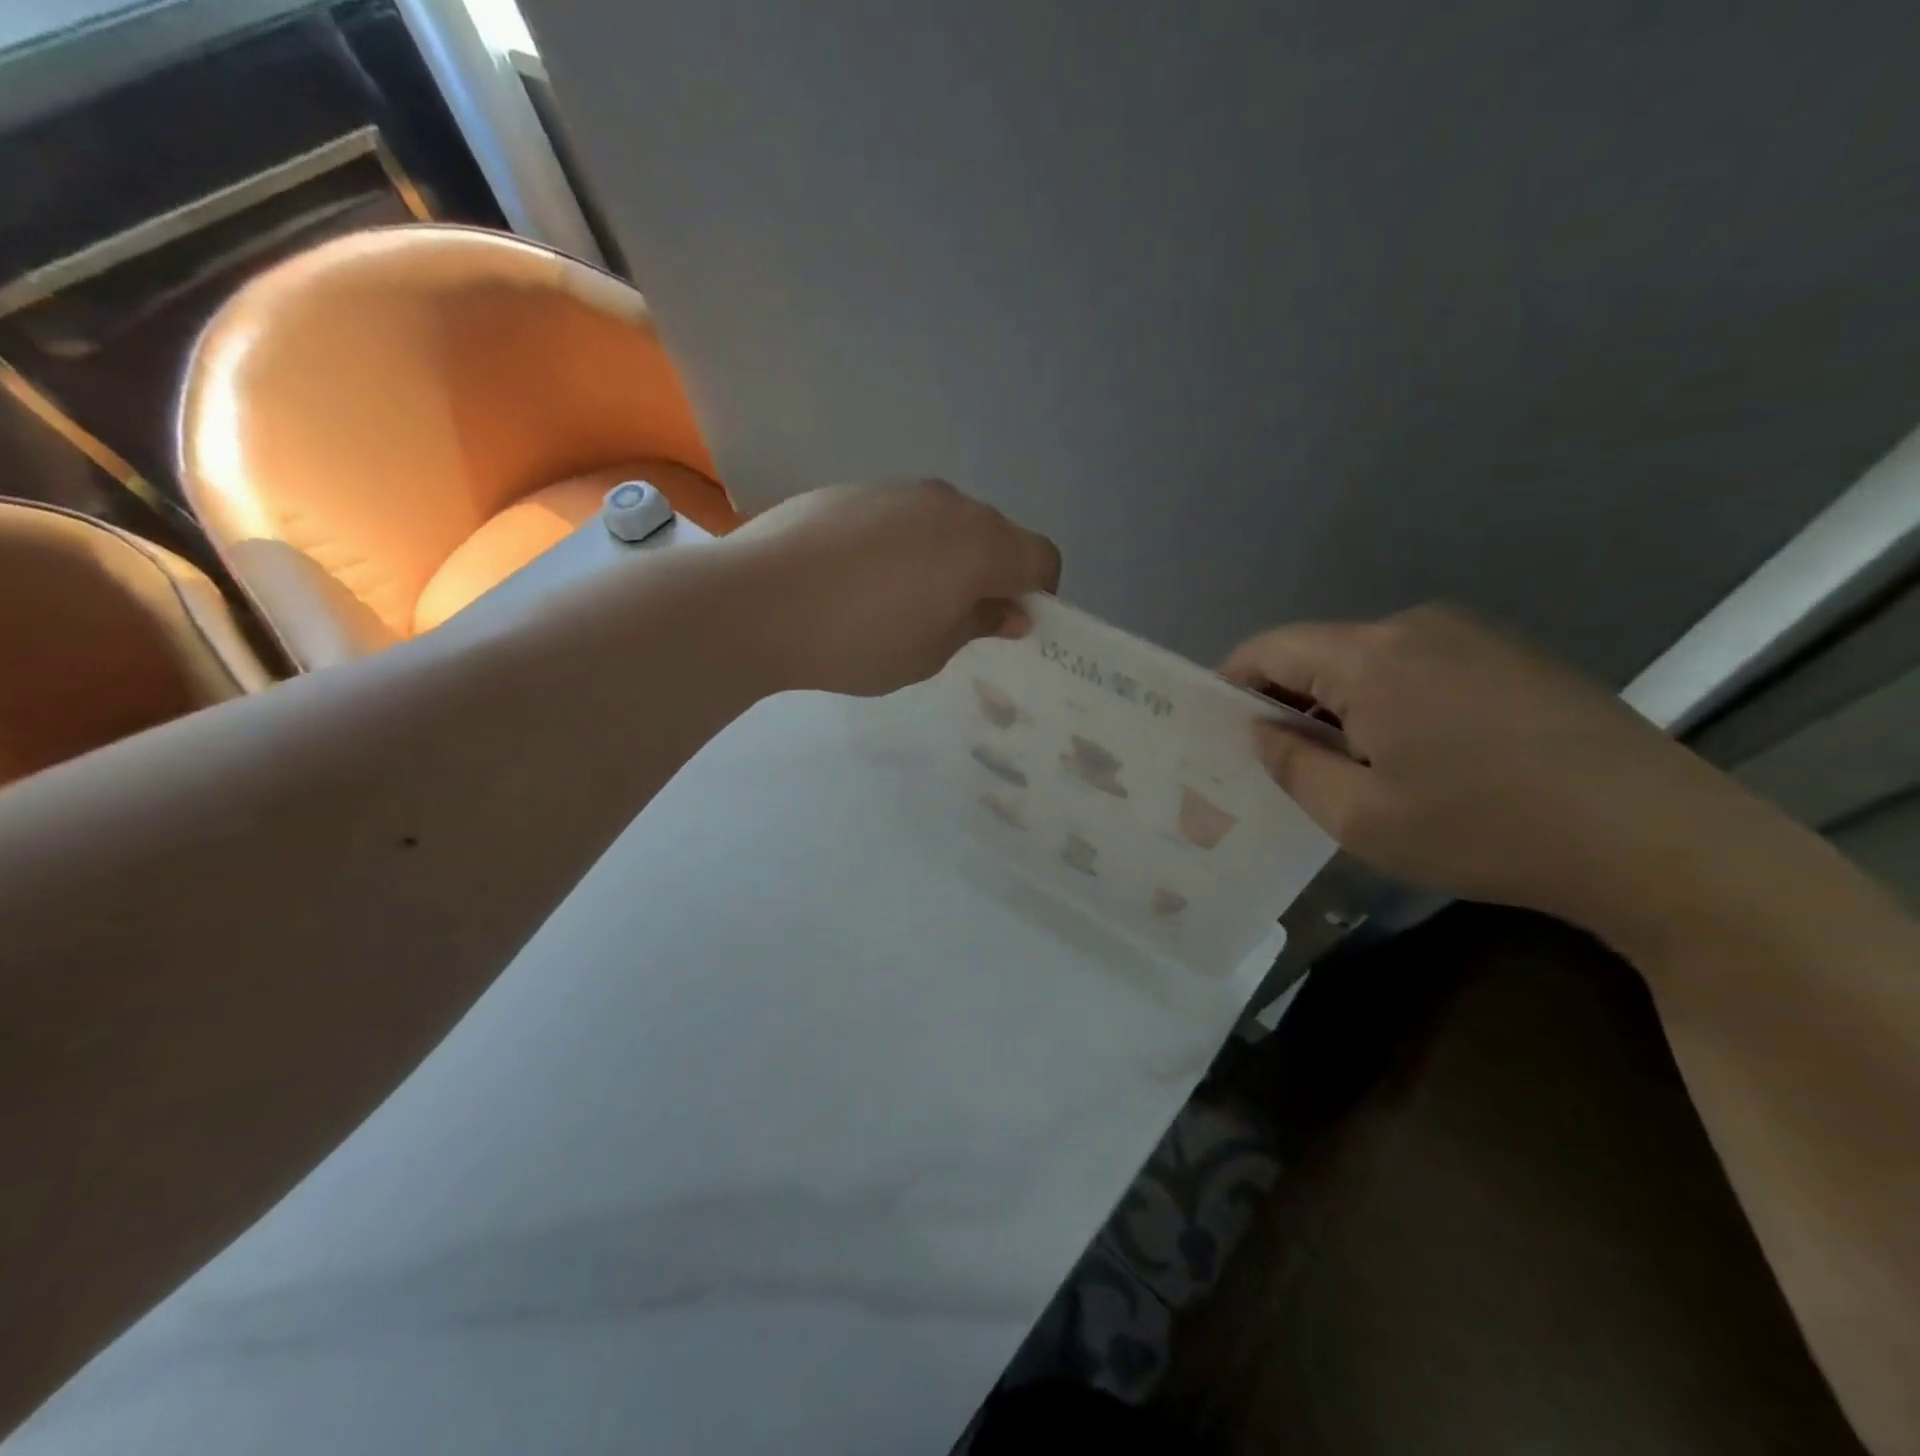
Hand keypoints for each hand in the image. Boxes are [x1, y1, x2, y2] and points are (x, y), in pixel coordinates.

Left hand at [722, 480, 1061, 697]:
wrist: (757, 601)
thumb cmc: (858, 640)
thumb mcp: (929, 653)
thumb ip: (978, 625)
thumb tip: (1009, 612)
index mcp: (980, 544)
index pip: (1041, 558)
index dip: (1038, 592)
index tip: (1010, 623)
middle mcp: (948, 504)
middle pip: (994, 534)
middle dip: (990, 574)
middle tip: (954, 618)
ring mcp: (898, 490)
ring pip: (945, 522)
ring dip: (943, 556)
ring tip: (899, 599)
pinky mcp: (853, 488)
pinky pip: (900, 516)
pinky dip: (900, 543)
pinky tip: (857, 578)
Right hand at [1222, 604, 1752, 935]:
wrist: (1656, 840)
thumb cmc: (1484, 830)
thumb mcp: (1359, 817)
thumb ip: (1291, 765)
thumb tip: (1260, 730)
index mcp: (1371, 657)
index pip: (1271, 648)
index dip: (1233, 681)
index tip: (1215, 725)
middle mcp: (1417, 627)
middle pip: (1321, 653)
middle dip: (1288, 700)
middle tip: (1277, 760)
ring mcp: (1473, 636)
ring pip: (1370, 662)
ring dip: (1340, 705)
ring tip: (1345, 766)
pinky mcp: (1513, 657)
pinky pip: (1420, 668)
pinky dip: (1390, 702)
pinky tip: (1413, 756)